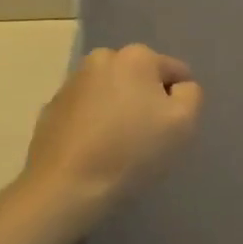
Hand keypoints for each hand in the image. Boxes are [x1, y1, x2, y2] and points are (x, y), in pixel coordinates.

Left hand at [21, 45, 202, 218]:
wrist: (65, 187)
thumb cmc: (131, 151)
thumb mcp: (183, 122)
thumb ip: (191, 94)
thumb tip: (178, 87)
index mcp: (136, 56)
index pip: (175, 72)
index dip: (178, 101)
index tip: (169, 130)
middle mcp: (102, 58)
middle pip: (140, 78)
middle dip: (146, 101)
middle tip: (145, 138)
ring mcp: (72, 82)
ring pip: (111, 93)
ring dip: (118, 110)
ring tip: (116, 147)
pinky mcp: (51, 108)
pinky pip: (86, 111)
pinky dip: (93, 123)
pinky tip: (93, 151)